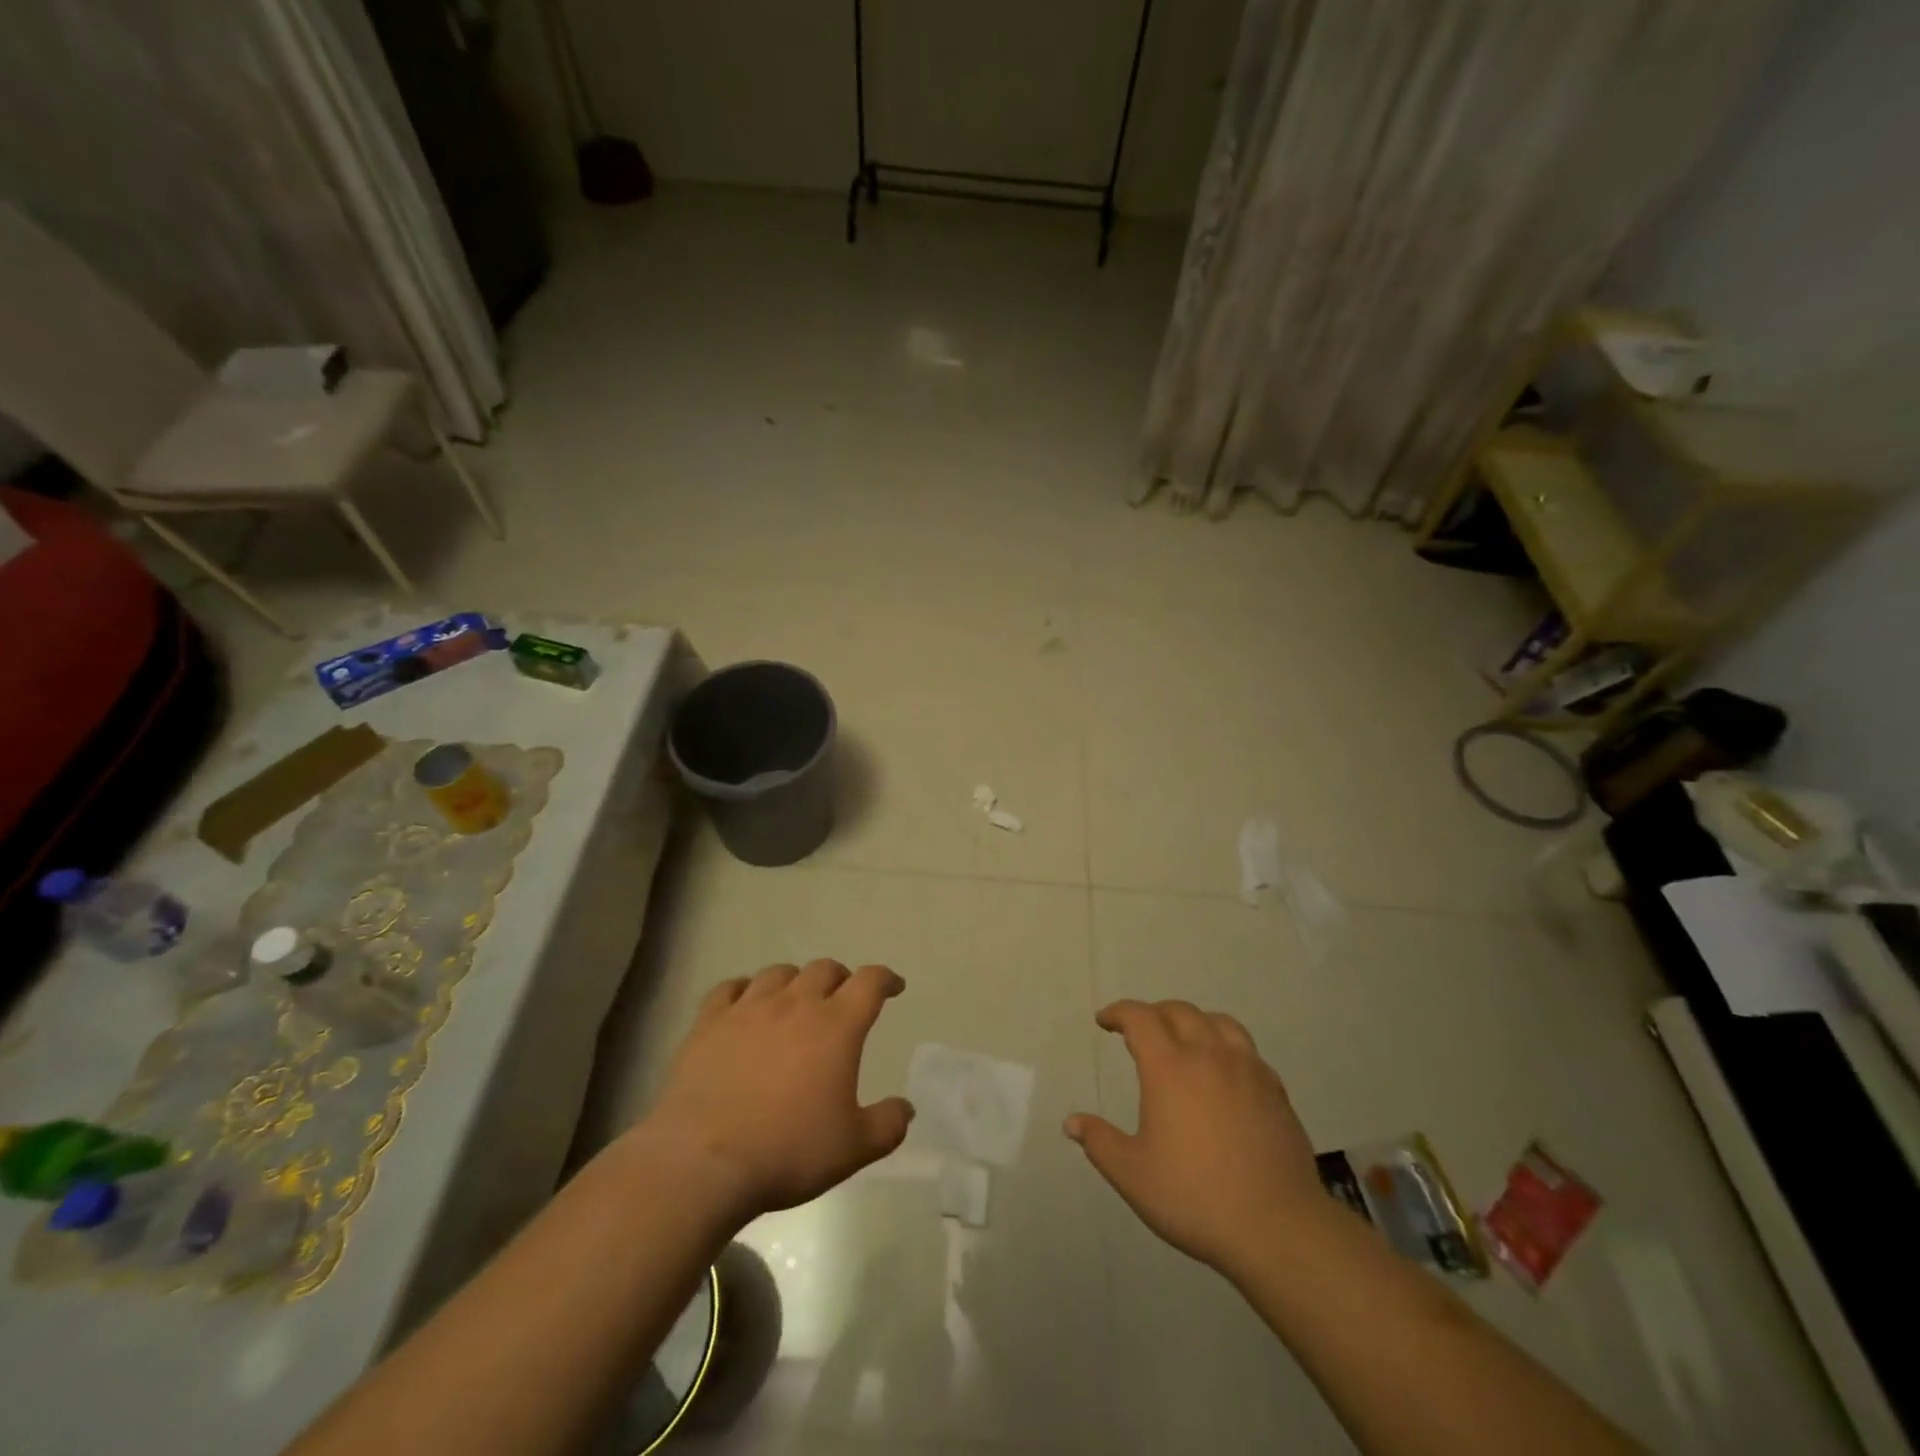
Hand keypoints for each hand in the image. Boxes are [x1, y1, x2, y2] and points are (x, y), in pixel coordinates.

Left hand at [640, 960, 913, 1222]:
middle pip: (824, 969)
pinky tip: (744, 1004)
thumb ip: (888, 1124)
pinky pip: (729, 988)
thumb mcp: (853, 1148)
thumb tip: (906, 1108)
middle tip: (843, 999)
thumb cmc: (788, 1151)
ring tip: (795, 1000)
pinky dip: (744, 990)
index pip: (870, 982)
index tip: (893, 987)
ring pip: (778, 973)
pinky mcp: (709, 1023)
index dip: (886, 979)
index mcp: (836, 1025)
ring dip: (795, 981)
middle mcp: (795, 1004)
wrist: (703, 1162)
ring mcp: (748, 1009)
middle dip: (840, 978)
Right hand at [1066, 999, 1325, 1277]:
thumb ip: (1099, 1142)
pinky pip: (1246, 1049)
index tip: (1105, 1021)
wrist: (1277, 1228)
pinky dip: (1226, 1046)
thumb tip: (1071, 1122)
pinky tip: (1223, 1072)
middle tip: (1139, 1031)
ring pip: (1218, 1022)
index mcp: (1170, 1067)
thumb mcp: (1133, 1175)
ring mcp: (1247, 1069)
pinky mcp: (1275, 1089)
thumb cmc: (1195, 1197)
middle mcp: (1209, 1055)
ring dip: (1194, 1021)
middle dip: (1153, 1013)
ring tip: (1184, 1039)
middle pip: (1179, 1011)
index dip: (1119, 1013)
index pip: (1140, 1018)